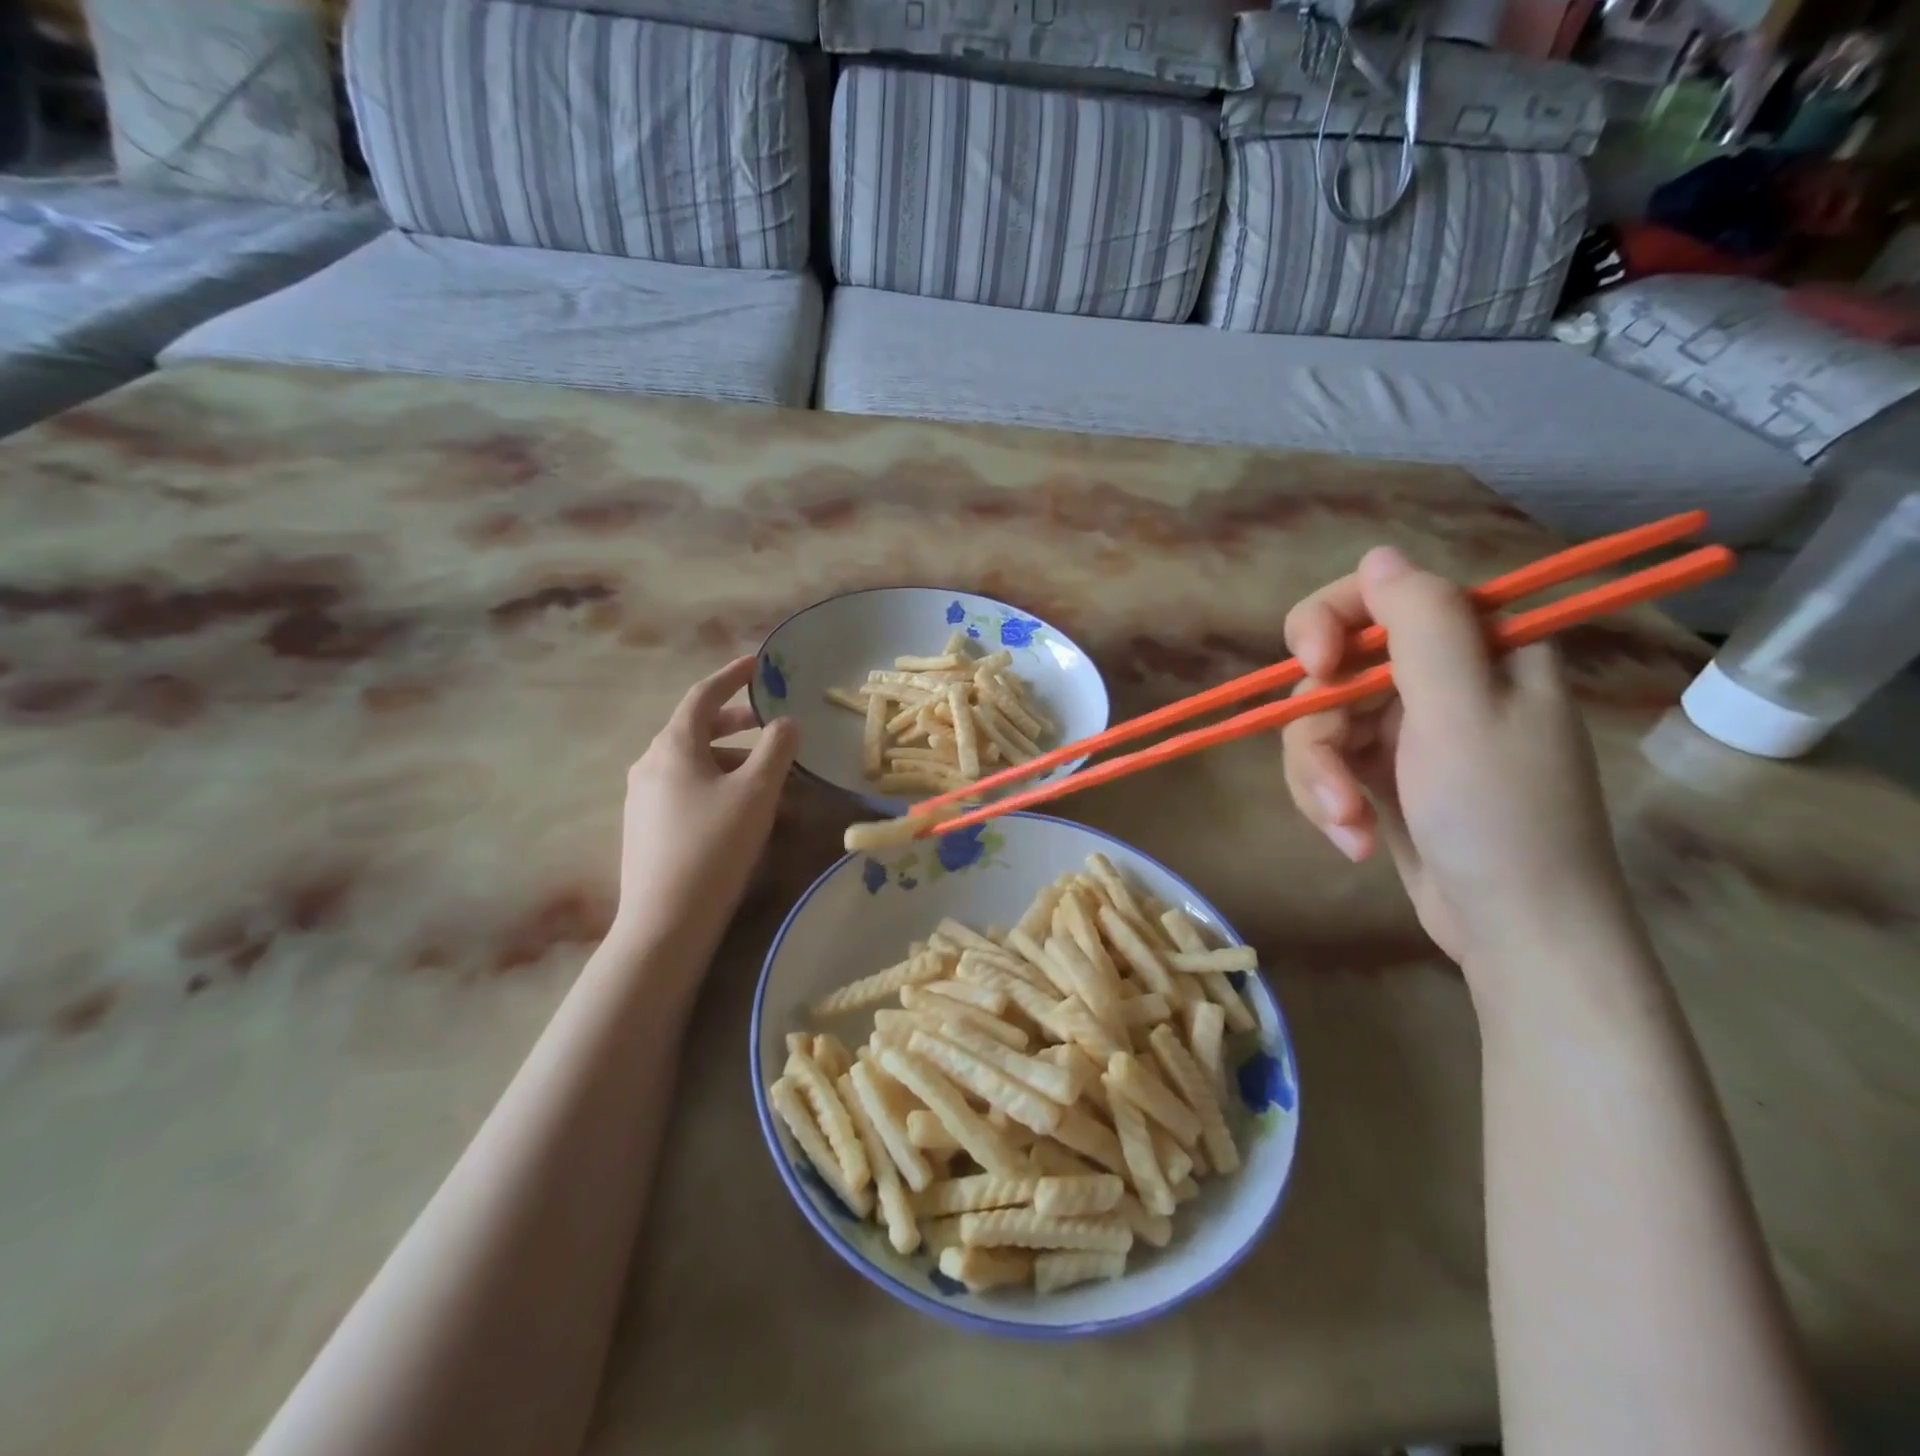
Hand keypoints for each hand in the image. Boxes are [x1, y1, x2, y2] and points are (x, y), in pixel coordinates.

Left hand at [615, 656, 798, 949]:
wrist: (666, 921)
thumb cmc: (714, 846)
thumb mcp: (756, 792)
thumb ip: (776, 749)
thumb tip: (786, 722)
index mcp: (673, 746)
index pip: (703, 696)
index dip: (731, 676)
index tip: (757, 664)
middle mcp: (650, 764)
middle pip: (696, 729)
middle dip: (736, 721)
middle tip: (770, 723)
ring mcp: (643, 797)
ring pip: (692, 762)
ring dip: (731, 759)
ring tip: (768, 776)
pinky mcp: (646, 827)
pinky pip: (685, 789)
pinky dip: (716, 784)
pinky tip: (740, 810)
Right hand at [1281, 547, 1633, 968]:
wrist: (1516, 932)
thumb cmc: (1500, 816)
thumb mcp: (1461, 710)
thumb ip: (1421, 623)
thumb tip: (1378, 555)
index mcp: (1476, 648)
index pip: (1381, 596)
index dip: (1333, 621)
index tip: (1316, 664)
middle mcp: (1438, 680)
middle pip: (1335, 669)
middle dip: (1321, 729)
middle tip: (1334, 778)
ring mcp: (1406, 730)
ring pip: (1318, 723)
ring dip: (1319, 777)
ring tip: (1347, 825)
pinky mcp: (1380, 775)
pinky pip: (1325, 764)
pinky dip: (1328, 801)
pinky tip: (1354, 839)